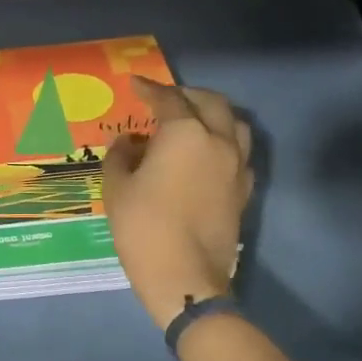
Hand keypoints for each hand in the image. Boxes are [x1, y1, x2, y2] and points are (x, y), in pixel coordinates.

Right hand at [102, 77, 252, 330]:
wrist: (185, 277)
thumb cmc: (143, 227)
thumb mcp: (117, 188)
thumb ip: (121, 156)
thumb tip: (129, 142)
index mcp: (185, 134)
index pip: (168, 99)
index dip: (149, 88)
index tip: (135, 83)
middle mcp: (218, 141)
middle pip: (210, 103)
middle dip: (187, 95)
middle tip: (166, 99)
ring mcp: (237, 166)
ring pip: (235, 124)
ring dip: (214, 114)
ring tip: (193, 120)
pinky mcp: (244, 191)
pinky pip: (240, 153)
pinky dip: (225, 143)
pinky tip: (208, 155)